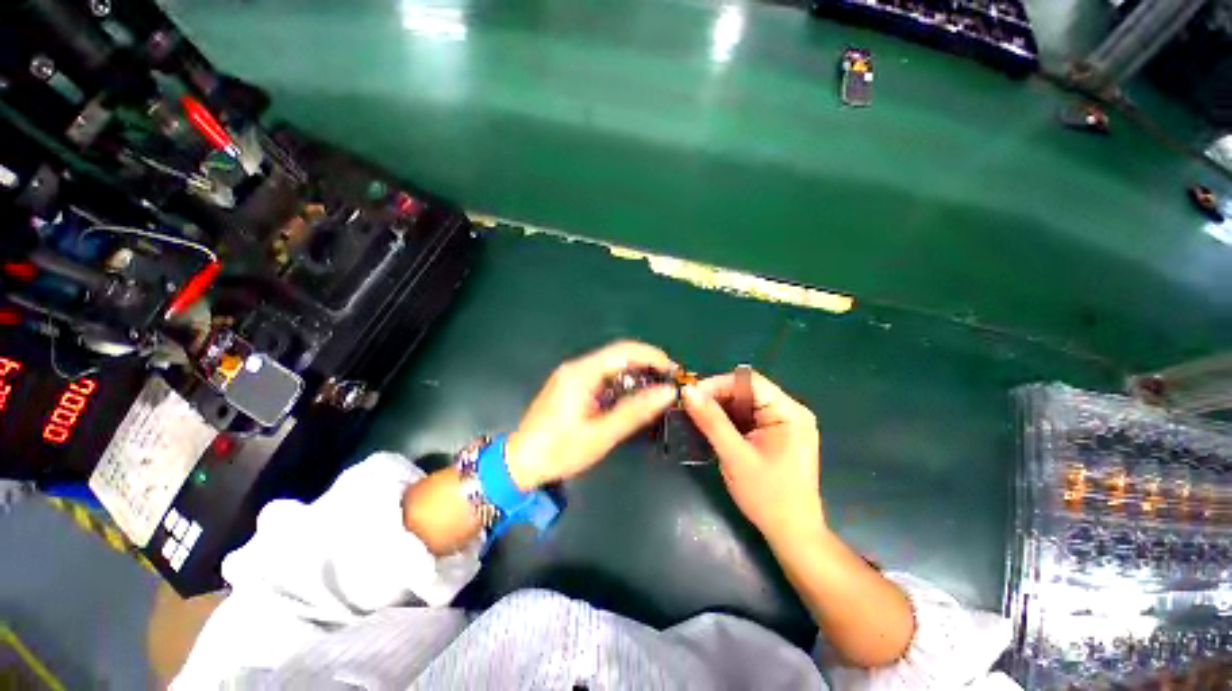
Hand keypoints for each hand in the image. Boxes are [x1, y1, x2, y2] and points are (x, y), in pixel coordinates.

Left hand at [506, 341, 677, 489]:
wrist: (520, 463)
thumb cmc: (559, 450)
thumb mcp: (601, 435)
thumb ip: (635, 411)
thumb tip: (667, 392)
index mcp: (582, 373)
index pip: (624, 350)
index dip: (653, 356)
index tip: (674, 371)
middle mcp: (577, 366)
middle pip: (619, 353)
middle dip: (647, 363)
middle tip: (669, 382)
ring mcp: (573, 374)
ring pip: (612, 363)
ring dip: (636, 372)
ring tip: (657, 389)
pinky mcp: (572, 384)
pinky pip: (603, 374)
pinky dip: (623, 380)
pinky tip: (633, 395)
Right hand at [682, 368, 823, 544]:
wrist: (792, 534)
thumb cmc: (767, 497)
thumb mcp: (735, 457)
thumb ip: (711, 421)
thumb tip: (688, 391)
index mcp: (789, 412)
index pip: (749, 382)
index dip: (717, 384)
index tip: (689, 395)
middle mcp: (790, 411)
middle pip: (746, 391)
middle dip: (716, 397)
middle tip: (689, 408)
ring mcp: (785, 423)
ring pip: (745, 403)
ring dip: (720, 409)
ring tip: (696, 417)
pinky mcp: (777, 434)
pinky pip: (748, 417)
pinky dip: (729, 421)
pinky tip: (713, 429)